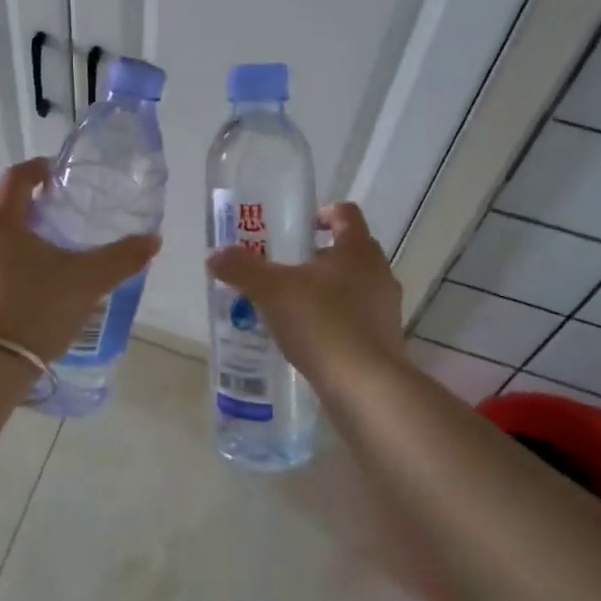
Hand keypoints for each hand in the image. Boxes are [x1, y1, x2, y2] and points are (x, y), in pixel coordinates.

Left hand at [0, 158, 160, 362]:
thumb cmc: (35, 310)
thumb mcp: (87, 283)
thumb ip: (121, 258)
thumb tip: (153, 239)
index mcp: (0, 220)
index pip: (16, 177)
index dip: (35, 169)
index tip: (50, 173)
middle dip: (0, 198)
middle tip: (28, 215)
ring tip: (15, 256)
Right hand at [206, 202, 406, 395]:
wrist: (365, 387)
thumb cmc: (322, 323)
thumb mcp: (272, 291)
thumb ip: (242, 268)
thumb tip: (214, 254)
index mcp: (358, 250)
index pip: (345, 214)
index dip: (322, 213)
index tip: (298, 225)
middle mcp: (378, 273)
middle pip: (349, 251)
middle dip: (317, 255)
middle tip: (284, 267)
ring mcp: (385, 309)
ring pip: (353, 286)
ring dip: (325, 289)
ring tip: (290, 304)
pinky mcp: (384, 341)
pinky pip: (355, 318)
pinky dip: (333, 320)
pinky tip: (307, 336)